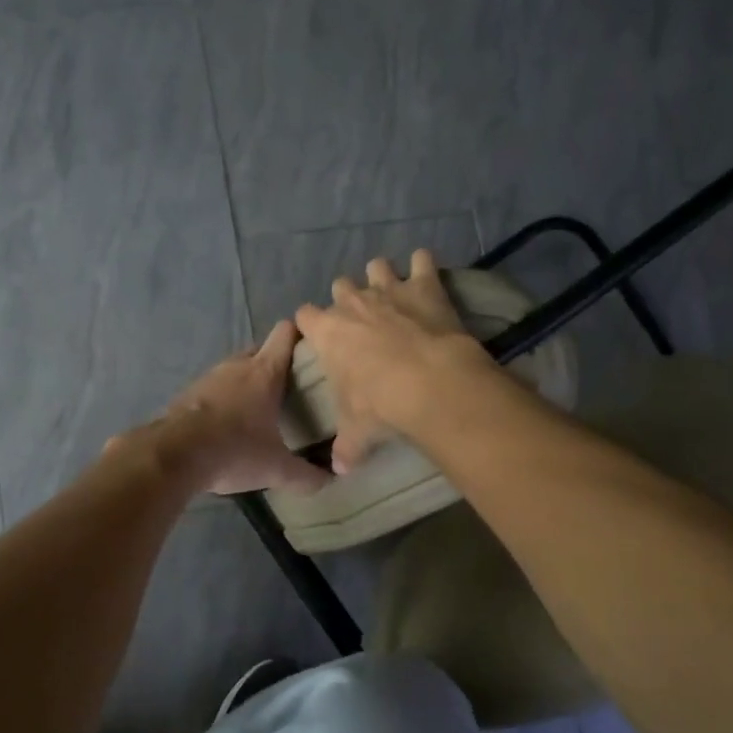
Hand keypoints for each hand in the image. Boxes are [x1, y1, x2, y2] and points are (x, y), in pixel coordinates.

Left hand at [158, 321, 331, 495]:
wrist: (173, 456)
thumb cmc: (234, 451)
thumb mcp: (276, 469)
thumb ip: (306, 475)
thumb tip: (330, 480)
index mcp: (264, 372)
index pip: (285, 334)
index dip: (300, 335)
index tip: (313, 350)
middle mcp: (236, 366)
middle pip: (261, 351)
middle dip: (275, 364)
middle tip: (291, 388)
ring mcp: (209, 377)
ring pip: (235, 369)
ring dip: (247, 382)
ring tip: (260, 408)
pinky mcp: (188, 393)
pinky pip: (214, 388)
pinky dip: (224, 399)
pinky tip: (227, 424)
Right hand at [294, 249, 493, 474]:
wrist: (427, 382)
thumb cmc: (379, 404)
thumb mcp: (357, 430)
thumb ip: (346, 448)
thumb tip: (339, 471)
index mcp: (327, 332)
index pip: (305, 315)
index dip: (311, 323)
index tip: (318, 334)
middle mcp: (353, 303)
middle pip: (341, 285)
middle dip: (348, 298)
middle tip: (361, 319)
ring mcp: (389, 289)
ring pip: (377, 266)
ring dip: (382, 276)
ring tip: (393, 292)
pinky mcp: (424, 285)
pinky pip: (422, 261)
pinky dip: (424, 265)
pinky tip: (427, 273)